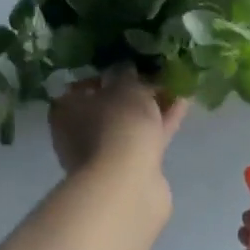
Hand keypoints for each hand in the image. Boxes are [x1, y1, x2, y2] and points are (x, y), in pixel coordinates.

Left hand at [49, 72, 187, 177]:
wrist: (127, 183)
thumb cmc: (117, 124)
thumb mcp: (125, 88)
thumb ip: (127, 76)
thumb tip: (126, 70)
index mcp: (66, 110)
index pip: (82, 86)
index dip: (107, 75)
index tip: (130, 66)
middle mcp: (78, 133)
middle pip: (109, 106)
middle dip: (134, 92)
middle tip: (156, 74)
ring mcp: (103, 154)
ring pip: (130, 123)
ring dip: (151, 106)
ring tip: (176, 85)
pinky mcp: (128, 168)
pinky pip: (146, 137)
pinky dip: (162, 122)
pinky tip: (182, 104)